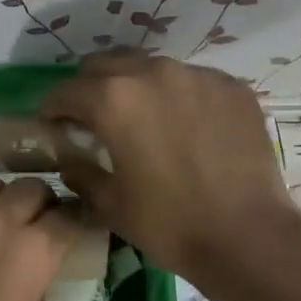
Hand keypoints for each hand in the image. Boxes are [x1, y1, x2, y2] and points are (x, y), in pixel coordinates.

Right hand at [40, 50, 299, 279]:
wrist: (248, 236)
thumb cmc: (169, 224)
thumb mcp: (110, 204)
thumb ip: (80, 172)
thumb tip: (70, 159)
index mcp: (114, 100)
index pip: (66, 91)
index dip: (52, 109)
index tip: (52, 125)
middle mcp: (154, 73)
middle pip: (107, 65)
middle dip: (92, 88)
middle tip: (93, 119)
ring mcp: (198, 76)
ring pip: (152, 68)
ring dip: (137, 88)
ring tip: (144, 119)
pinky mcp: (233, 88)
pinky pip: (193, 82)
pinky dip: (179, 97)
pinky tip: (187, 128)